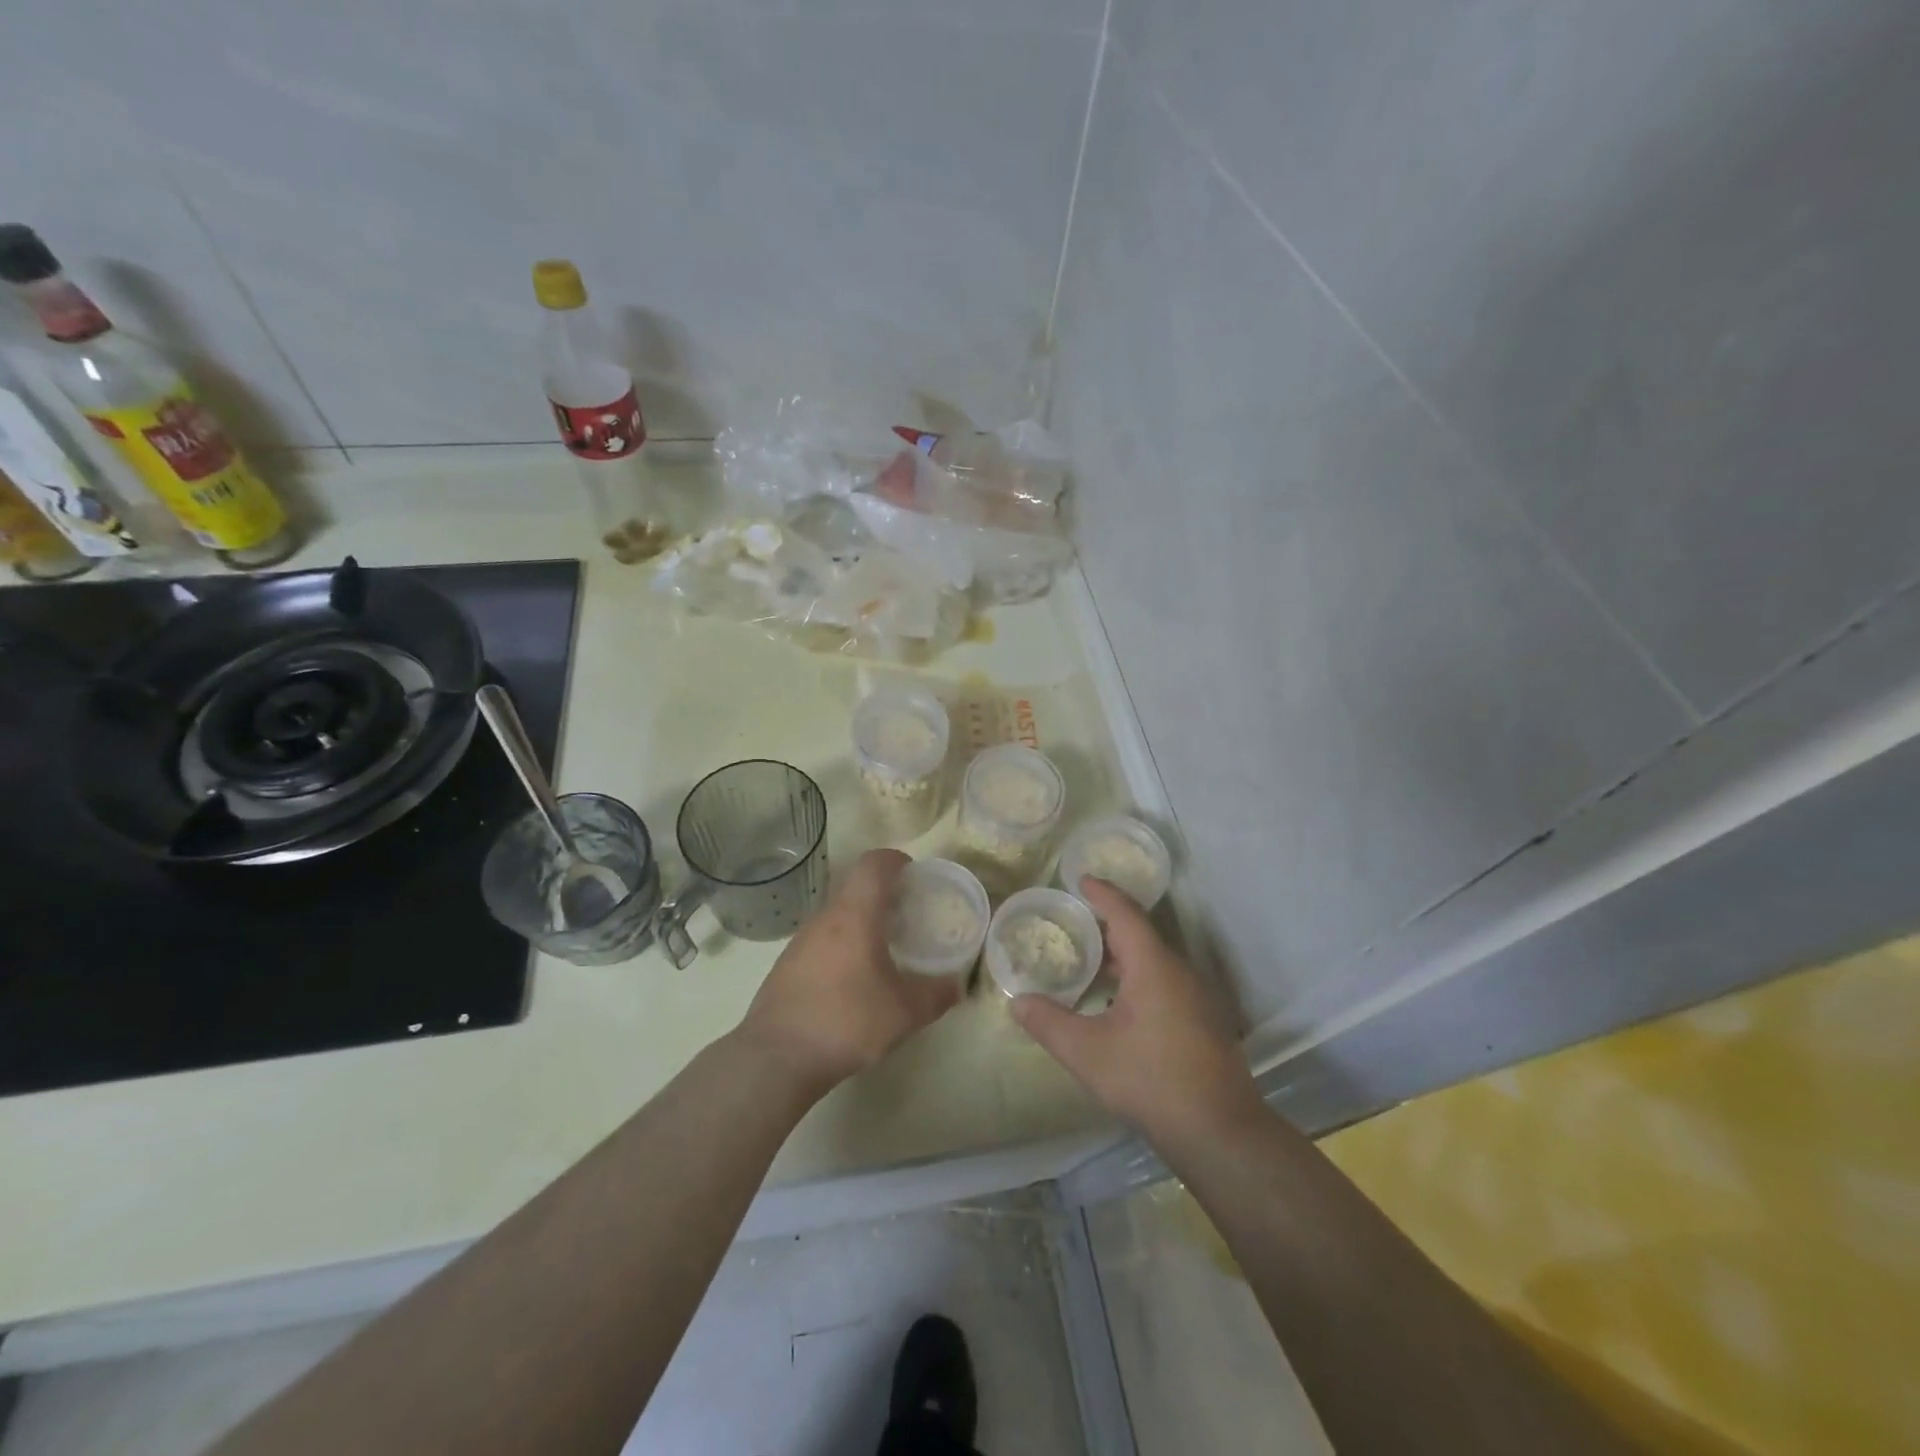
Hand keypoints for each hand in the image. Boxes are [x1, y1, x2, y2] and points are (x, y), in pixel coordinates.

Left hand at [737, 849, 963, 1095]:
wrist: (777, 1057)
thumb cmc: (847, 1020)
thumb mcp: (904, 1012)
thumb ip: (935, 995)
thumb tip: (957, 987)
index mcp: (854, 914)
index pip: (873, 864)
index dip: (896, 860)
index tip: (914, 875)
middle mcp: (825, 918)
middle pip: (855, 887)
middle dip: (883, 893)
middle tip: (907, 915)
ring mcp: (800, 941)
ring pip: (836, 915)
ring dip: (861, 920)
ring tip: (883, 948)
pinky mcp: (786, 966)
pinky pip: (822, 940)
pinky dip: (842, 945)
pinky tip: (853, 979)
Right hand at [1013, 878, 1260, 1145]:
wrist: (1220, 1133)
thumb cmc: (1150, 1080)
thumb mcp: (1087, 1052)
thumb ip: (1048, 1023)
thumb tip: (1017, 1001)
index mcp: (1153, 966)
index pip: (1125, 913)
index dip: (1102, 893)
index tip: (1081, 879)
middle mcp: (1179, 972)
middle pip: (1140, 935)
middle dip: (1107, 925)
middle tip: (1074, 923)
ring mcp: (1196, 999)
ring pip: (1154, 963)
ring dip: (1123, 957)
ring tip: (1090, 962)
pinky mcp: (1204, 1023)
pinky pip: (1165, 984)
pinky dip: (1138, 979)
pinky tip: (1118, 1005)